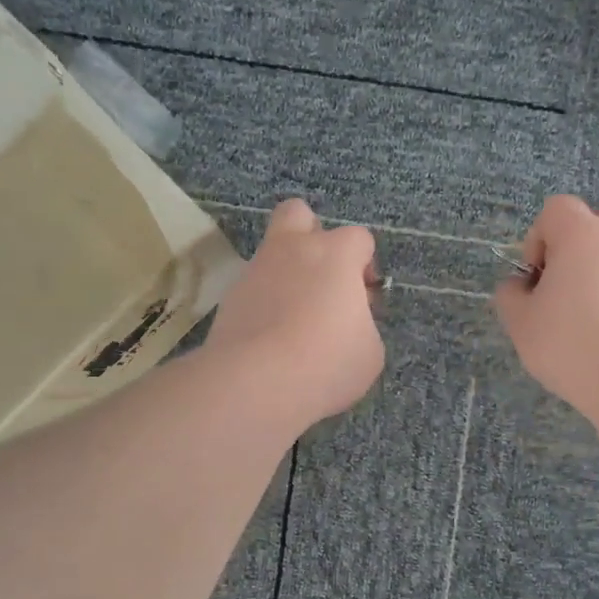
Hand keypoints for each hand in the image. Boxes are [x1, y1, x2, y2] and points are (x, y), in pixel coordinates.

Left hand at [207, 199, 384, 427]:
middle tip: (323, 279)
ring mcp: (255, 271)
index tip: (365, 299)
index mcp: (335, 254)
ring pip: (271, 253)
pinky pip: (253, 289)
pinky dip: (264, 305)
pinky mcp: (229, 299)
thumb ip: (362, 324)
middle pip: (299, 214)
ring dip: (286, 275)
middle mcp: (292, 250)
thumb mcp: (369, 351)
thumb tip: (347, 321)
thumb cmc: (326, 363)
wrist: (255, 384)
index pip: (359, 238)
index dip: (366, 266)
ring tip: (296, 321)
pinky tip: (272, 339)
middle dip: (313, 236)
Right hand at [496, 196, 598, 410]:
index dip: (537, 239)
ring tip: (579, 315)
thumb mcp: (519, 320)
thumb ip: (510, 294)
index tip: (534, 277)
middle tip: (560, 284)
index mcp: (581, 233)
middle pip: (596, 221)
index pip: (556, 210)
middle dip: (575, 245)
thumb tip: (520, 286)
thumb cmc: (566, 340)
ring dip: (595, 271)